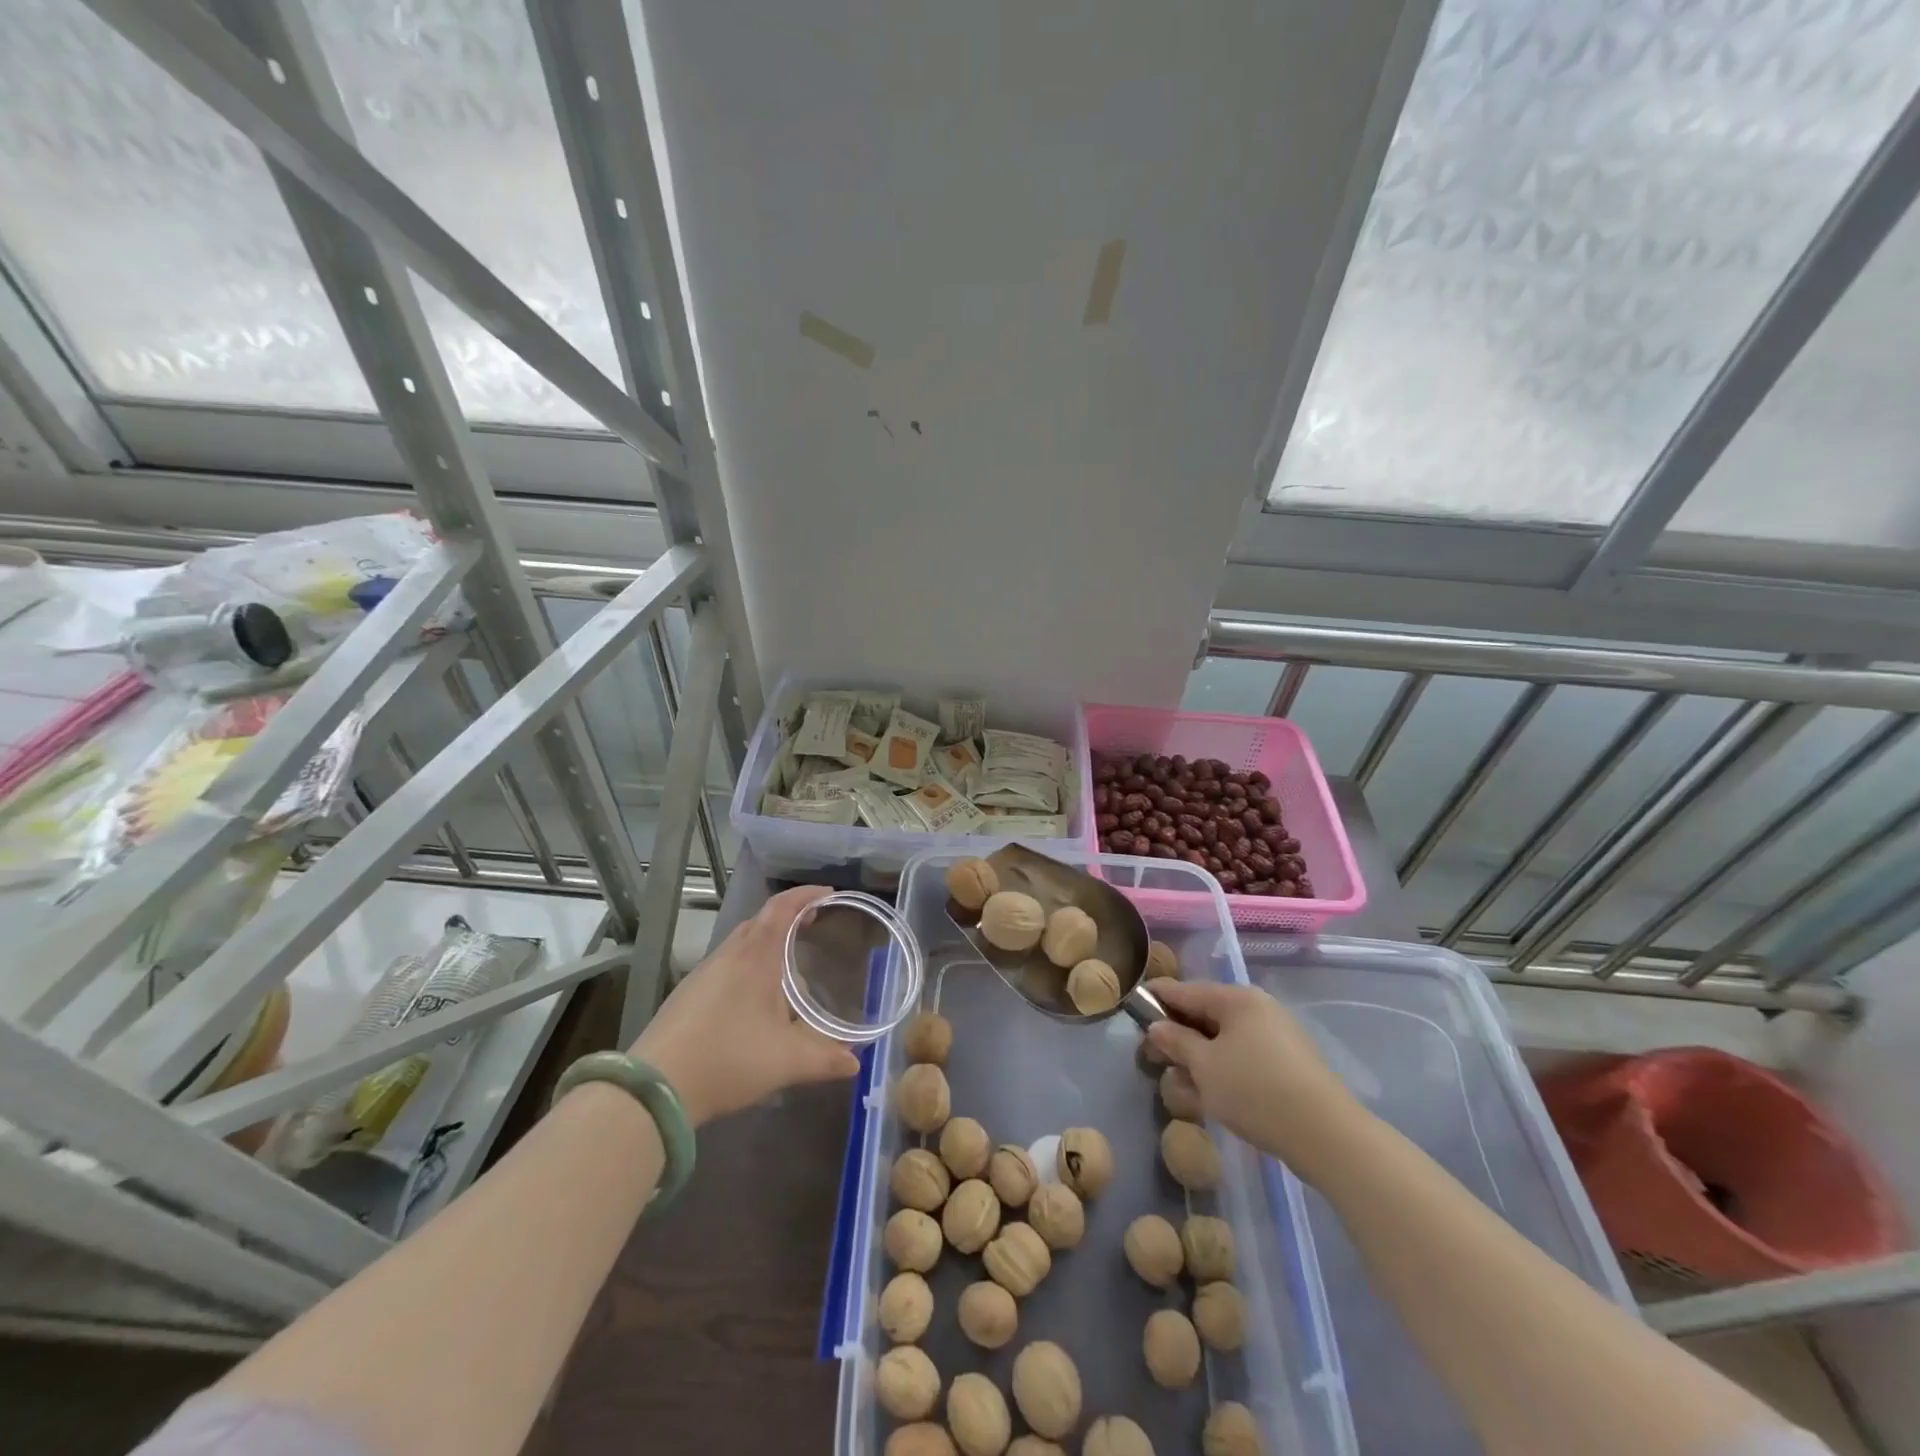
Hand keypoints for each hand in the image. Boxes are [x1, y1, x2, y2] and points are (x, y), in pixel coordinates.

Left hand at [632, 885, 860, 1126]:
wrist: (654, 1088)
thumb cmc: (728, 1059)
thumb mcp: (787, 1061)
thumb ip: (826, 1059)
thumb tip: (856, 1060)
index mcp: (756, 956)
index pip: (782, 907)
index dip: (806, 895)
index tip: (829, 893)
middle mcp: (729, 955)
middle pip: (760, 921)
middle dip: (788, 918)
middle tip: (813, 927)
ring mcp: (703, 974)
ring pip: (741, 944)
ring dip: (766, 944)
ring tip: (788, 966)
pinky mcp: (687, 995)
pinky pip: (726, 966)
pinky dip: (748, 967)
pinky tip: (755, 1000)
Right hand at [1145, 981, 1366, 1178]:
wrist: (1327, 1136)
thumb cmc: (1256, 1091)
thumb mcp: (1205, 1066)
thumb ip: (1176, 1041)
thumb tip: (1157, 1026)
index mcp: (1237, 999)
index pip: (1185, 991)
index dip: (1156, 999)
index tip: (1132, 1008)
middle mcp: (1257, 1010)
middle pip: (1205, 1015)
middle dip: (1177, 1036)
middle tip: (1152, 1057)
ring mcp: (1276, 1038)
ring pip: (1223, 1041)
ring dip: (1198, 1059)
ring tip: (1178, 1086)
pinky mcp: (1287, 1066)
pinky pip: (1242, 1059)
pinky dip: (1222, 1071)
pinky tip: (1208, 1097)